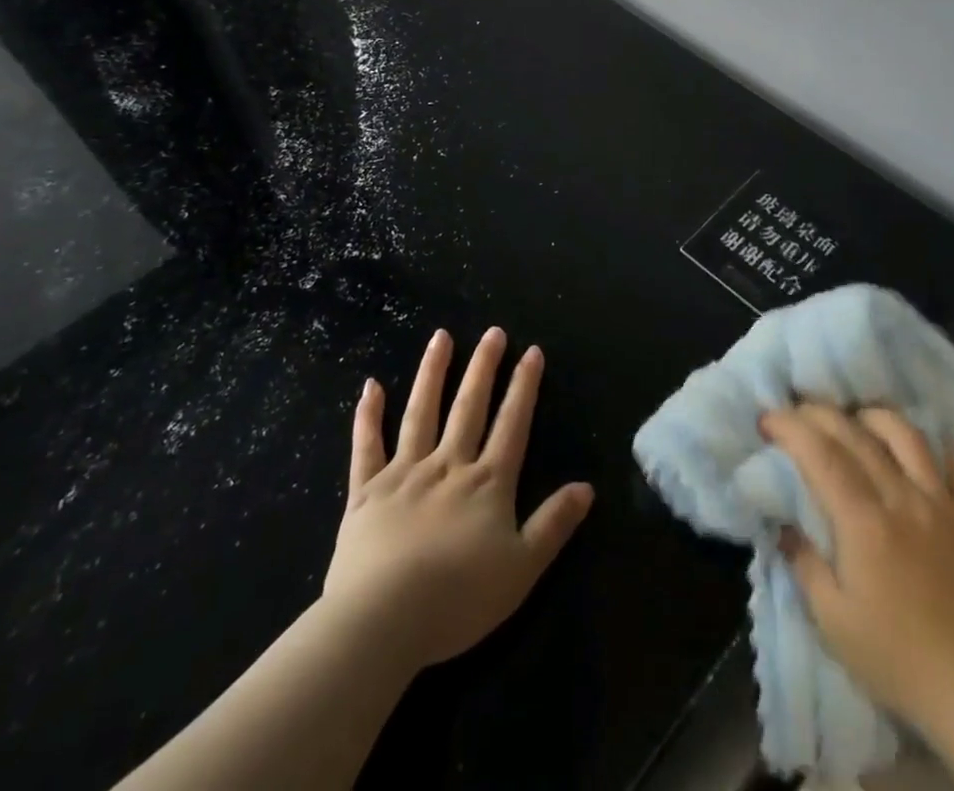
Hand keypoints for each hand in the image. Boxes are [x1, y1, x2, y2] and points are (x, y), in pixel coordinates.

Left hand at [322, 327, 594, 671]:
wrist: (382, 621)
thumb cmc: (457, 600)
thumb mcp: (521, 569)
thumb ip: (553, 524)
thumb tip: (587, 486)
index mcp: (487, 483)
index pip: (512, 424)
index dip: (524, 387)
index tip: (532, 351)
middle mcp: (448, 465)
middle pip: (469, 406)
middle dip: (484, 367)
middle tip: (493, 331)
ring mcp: (404, 473)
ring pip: (421, 412)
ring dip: (432, 372)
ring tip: (440, 337)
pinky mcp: (366, 490)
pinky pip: (366, 445)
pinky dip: (368, 415)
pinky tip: (371, 386)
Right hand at [761, 404, 953, 739]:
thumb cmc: (897, 661)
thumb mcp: (833, 621)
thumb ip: (804, 563)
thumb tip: (784, 523)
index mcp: (864, 522)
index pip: (820, 454)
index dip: (790, 427)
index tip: (766, 419)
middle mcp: (903, 499)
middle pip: (856, 434)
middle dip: (819, 413)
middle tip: (797, 413)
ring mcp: (944, 505)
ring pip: (908, 435)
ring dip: (875, 417)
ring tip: (857, 420)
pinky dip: (945, 450)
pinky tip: (928, 453)